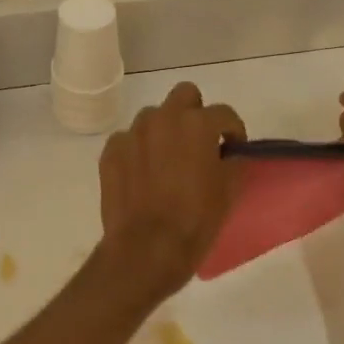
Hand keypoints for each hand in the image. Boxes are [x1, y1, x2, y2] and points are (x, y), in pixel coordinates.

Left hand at [95, 82, 246, 301]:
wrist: (147, 247)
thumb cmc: (195, 219)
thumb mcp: (229, 190)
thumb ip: (233, 161)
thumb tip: (229, 153)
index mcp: (196, 124)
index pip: (224, 113)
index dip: (233, 130)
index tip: (233, 148)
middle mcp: (162, 118)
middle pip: (184, 95)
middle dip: (195, 112)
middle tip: (199, 142)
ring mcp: (132, 133)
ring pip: (153, 117)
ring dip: (164, 131)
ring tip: (167, 161)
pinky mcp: (110, 152)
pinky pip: (128, 140)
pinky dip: (137, 150)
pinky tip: (142, 175)